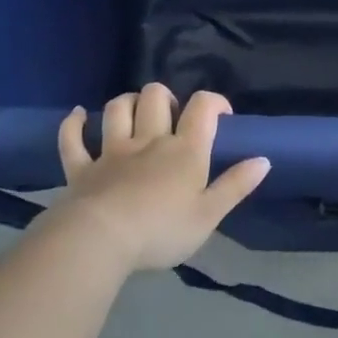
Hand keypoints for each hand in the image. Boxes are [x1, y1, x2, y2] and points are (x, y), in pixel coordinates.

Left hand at [52, 85, 269, 272]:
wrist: (101, 240)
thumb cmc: (161, 230)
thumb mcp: (209, 215)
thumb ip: (235, 186)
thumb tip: (264, 159)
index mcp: (184, 150)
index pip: (203, 107)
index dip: (214, 102)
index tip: (221, 116)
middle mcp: (149, 140)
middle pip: (156, 97)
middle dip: (165, 97)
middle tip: (172, 117)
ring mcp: (111, 151)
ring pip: (117, 109)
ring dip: (127, 103)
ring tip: (134, 112)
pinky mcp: (82, 168)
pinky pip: (73, 139)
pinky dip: (74, 124)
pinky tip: (78, 116)